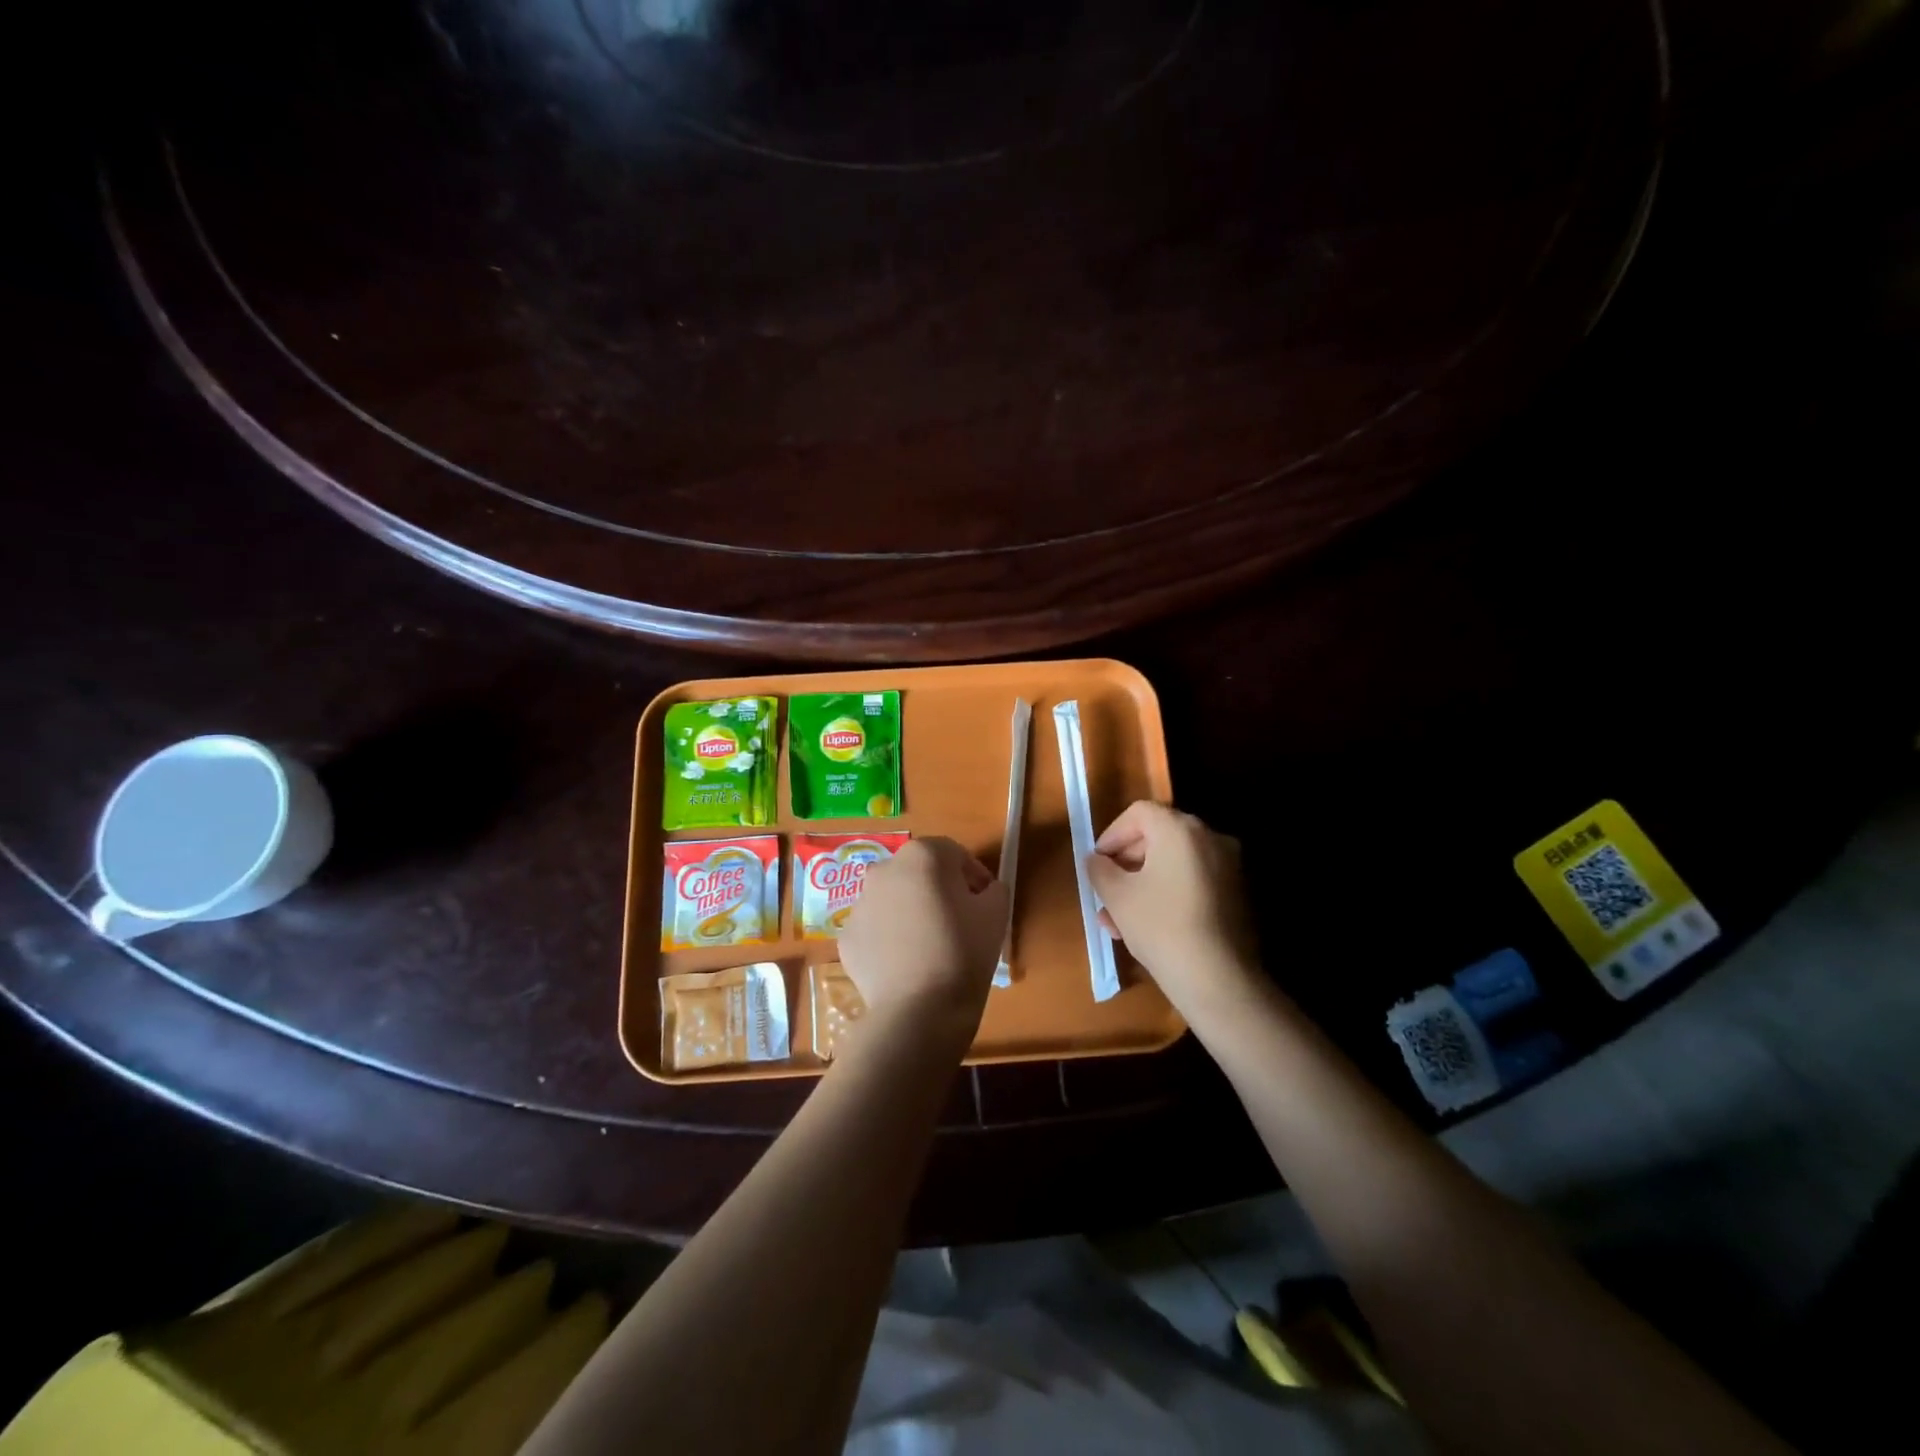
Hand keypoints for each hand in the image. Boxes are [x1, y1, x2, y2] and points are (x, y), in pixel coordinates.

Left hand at [838, 837, 1009, 1035]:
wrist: (919, 1010)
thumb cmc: (963, 952)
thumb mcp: (997, 914)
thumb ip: (993, 888)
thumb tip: (983, 890)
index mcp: (922, 856)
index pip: (954, 853)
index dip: (973, 875)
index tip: (983, 900)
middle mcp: (884, 870)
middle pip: (918, 872)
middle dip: (938, 889)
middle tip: (957, 921)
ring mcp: (859, 904)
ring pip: (893, 899)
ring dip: (910, 911)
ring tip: (929, 946)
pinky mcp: (846, 937)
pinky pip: (875, 929)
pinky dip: (889, 938)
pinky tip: (906, 964)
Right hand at [1086, 801, 1258, 1017]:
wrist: (1219, 980)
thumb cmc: (1161, 927)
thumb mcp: (1117, 897)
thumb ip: (1100, 870)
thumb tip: (1096, 860)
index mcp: (1180, 829)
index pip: (1138, 813)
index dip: (1112, 835)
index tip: (1097, 864)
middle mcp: (1209, 837)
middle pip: (1157, 836)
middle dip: (1126, 863)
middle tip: (1105, 892)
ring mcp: (1228, 866)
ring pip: (1173, 864)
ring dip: (1143, 883)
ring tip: (1117, 920)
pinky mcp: (1236, 893)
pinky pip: (1192, 881)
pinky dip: (1168, 893)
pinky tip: (1147, 926)